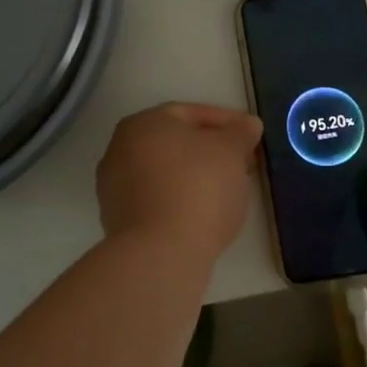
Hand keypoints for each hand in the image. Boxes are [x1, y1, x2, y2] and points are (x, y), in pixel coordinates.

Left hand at [96, 102, 262, 261]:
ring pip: (166, 172)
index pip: (190, 113)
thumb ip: (240, 133)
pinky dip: (181, 200)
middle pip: (176, 143)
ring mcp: (115, 187)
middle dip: (211, 150)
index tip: (250, 135)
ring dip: (197, 175)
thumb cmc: (198, 187)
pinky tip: (205, 213)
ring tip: (229, 189)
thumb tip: (248, 124)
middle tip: (242, 162)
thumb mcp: (230, 151)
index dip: (226, 121)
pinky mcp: (119, 221)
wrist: (161, 253)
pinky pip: (159, 200)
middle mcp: (121, 149)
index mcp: (143, 123)